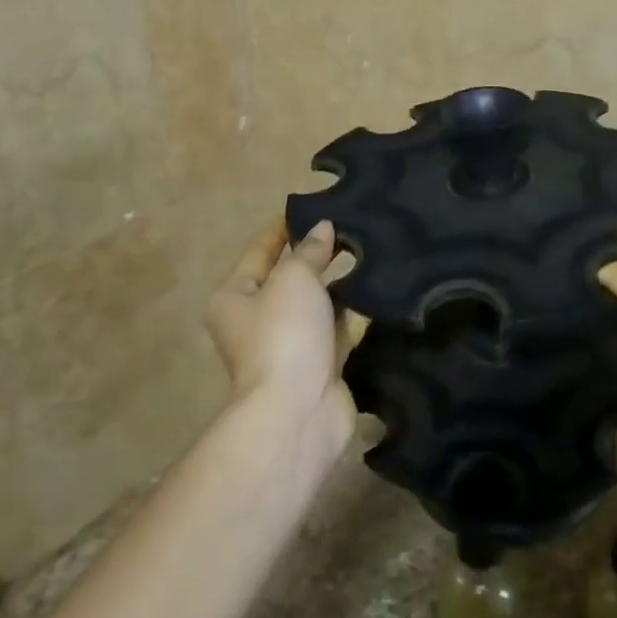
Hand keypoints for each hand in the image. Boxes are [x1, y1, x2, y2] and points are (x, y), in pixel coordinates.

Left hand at [207, 220, 357, 448]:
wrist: (298, 411)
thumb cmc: (283, 334)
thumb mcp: (293, 279)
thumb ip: (310, 251)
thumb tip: (324, 229)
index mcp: (235, 297)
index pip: (260, 252)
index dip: (284, 229)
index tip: (313, 207)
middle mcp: (259, 320)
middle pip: (291, 278)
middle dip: (318, 255)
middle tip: (352, 226)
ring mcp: (291, 344)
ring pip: (319, 304)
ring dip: (341, 283)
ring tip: (373, 249)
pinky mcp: (321, 364)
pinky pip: (340, 328)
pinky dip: (357, 312)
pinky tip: (381, 287)